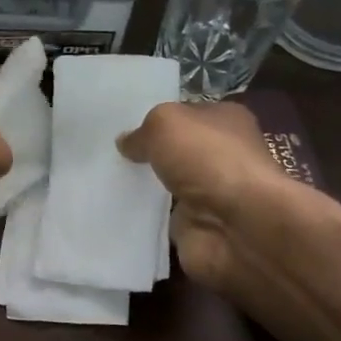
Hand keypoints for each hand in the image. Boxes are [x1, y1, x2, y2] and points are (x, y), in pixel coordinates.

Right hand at [117, 101, 278, 293]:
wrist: (238, 226)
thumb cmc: (208, 160)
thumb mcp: (166, 124)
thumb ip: (142, 130)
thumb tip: (126, 143)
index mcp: (226, 120)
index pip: (186, 113)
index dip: (156, 118)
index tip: (120, 125)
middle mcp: (220, 155)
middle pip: (175, 151)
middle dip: (146, 154)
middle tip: (106, 154)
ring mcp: (209, 194)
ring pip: (165, 185)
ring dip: (141, 188)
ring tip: (103, 182)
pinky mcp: (196, 227)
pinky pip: (160, 219)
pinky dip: (141, 218)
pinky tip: (114, 211)